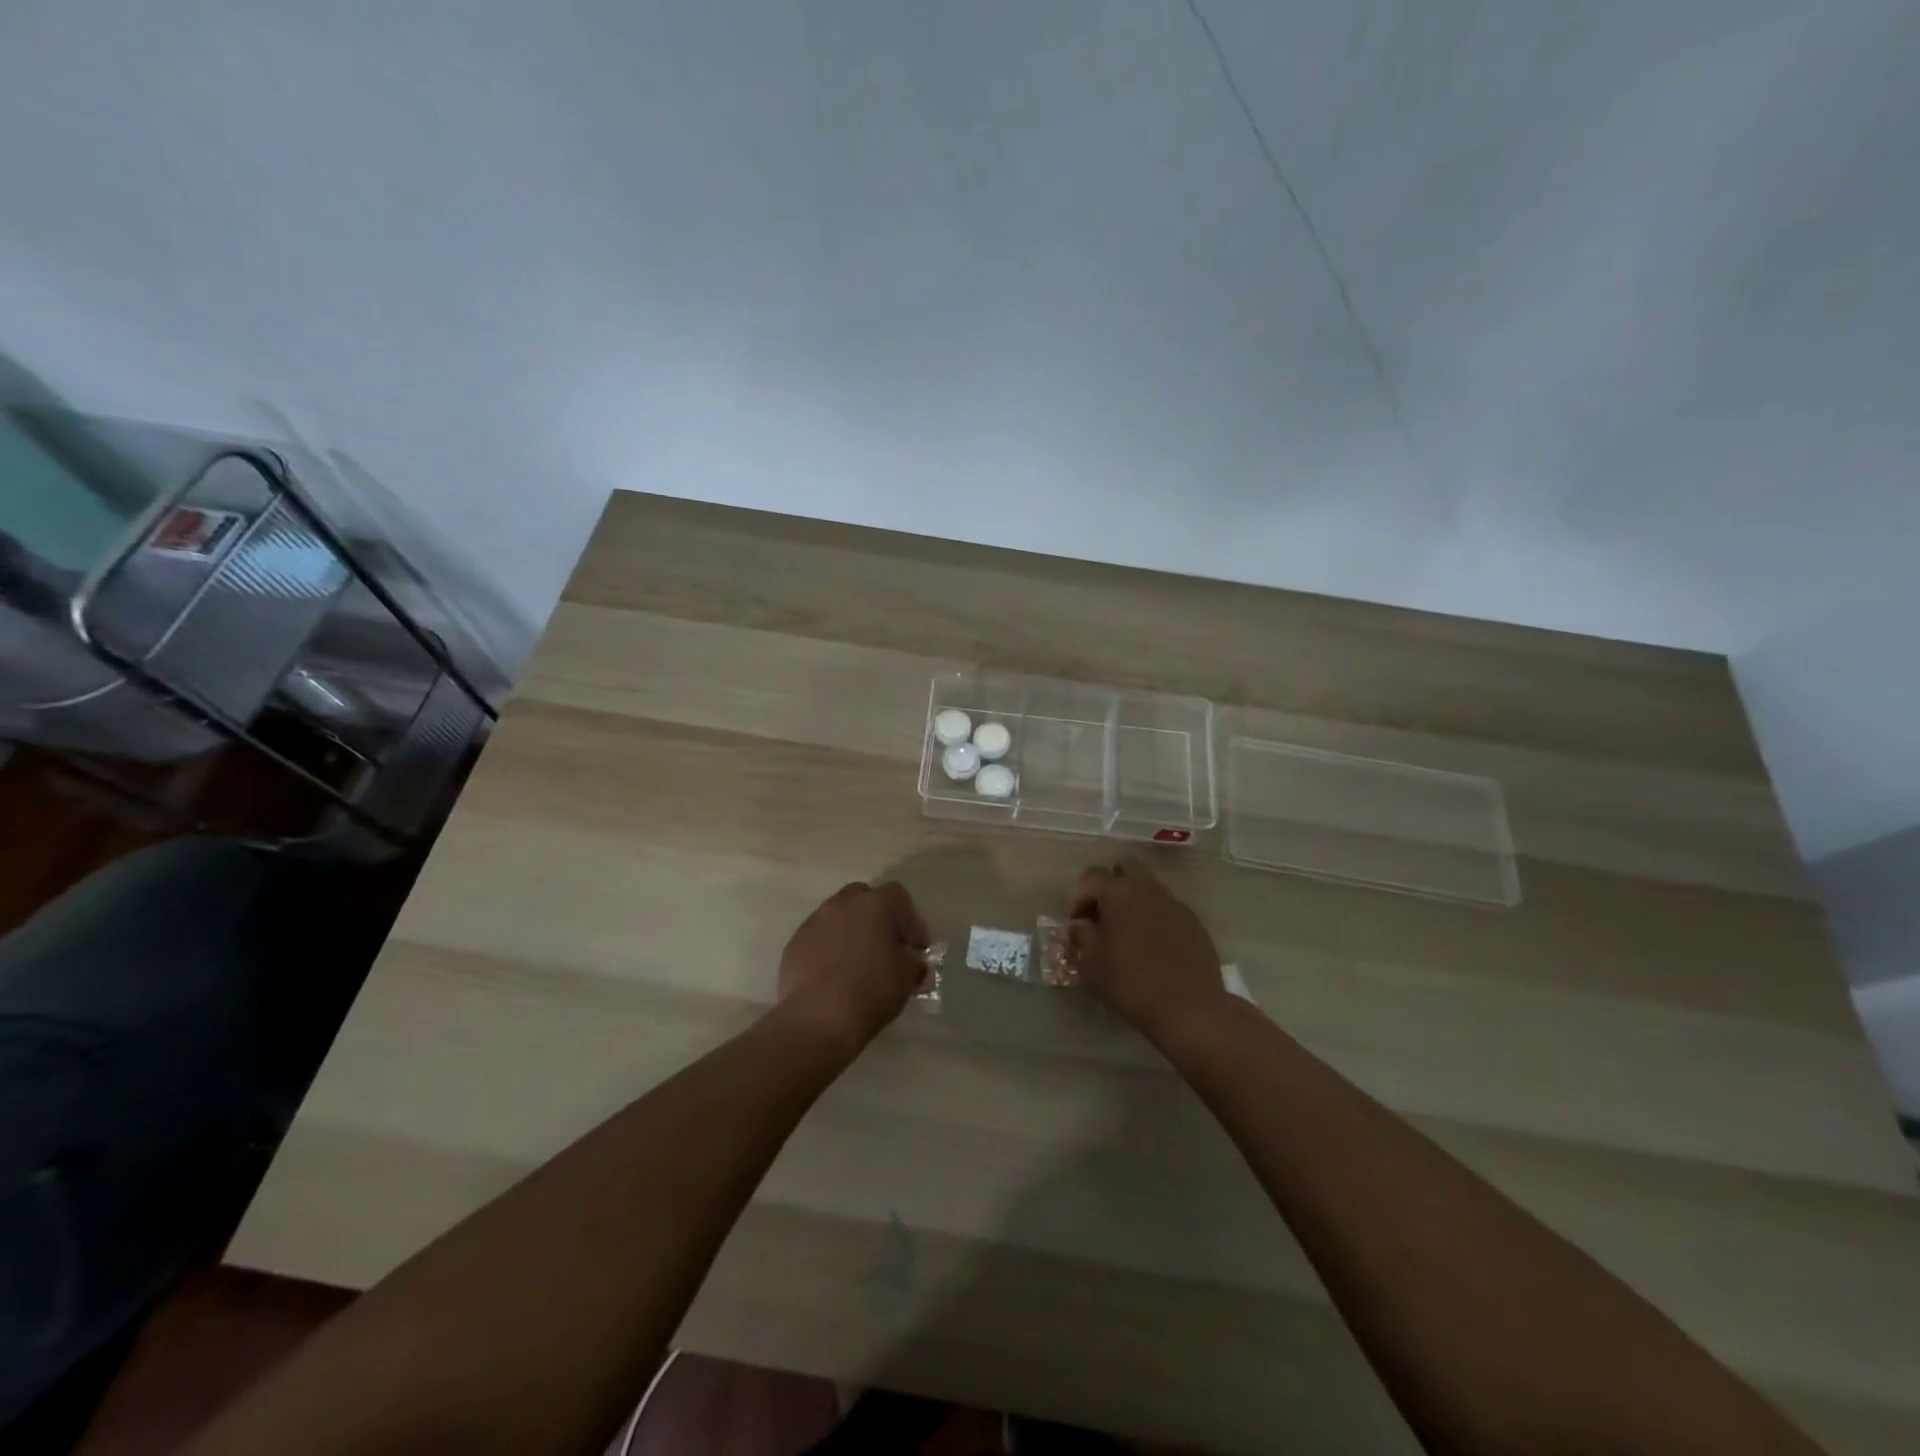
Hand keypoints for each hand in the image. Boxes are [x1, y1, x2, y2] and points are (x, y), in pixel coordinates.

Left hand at [775, 881, 930, 1055]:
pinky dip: (829, 948)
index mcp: (875, 904)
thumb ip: (915, 963)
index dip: (911, 921)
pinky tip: (834, 975)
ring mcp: (815, 921)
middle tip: (886, 947)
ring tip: (858, 963)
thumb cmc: (871, 991)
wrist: (817, 1019)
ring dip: (851, 931)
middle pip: (865, 898)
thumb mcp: (907, 978)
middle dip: (878, 918)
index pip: (899, 896)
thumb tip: (914, 964)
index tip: (916, 949)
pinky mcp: (794, 943)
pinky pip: (819, 937)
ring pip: (838, 916)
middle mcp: (843, 903)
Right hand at [1067, 858, 1228, 1046]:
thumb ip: (1081, 936)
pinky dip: (1154, 917)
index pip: (1091, 876)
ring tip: (1126, 933)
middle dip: (1109, 886)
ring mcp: (1174, 904)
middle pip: (1125, 869)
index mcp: (1119, 893)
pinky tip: (1152, 946)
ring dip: (1133, 901)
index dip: (1078, 896)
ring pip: (1148, 887)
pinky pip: (1167, 908)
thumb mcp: (1091, 963)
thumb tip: (1078, 926)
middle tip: (1102, 916)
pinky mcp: (1193, 922)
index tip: (1075, 923)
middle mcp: (1148, 889)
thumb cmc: (1131, 982)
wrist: (1189, 1008)